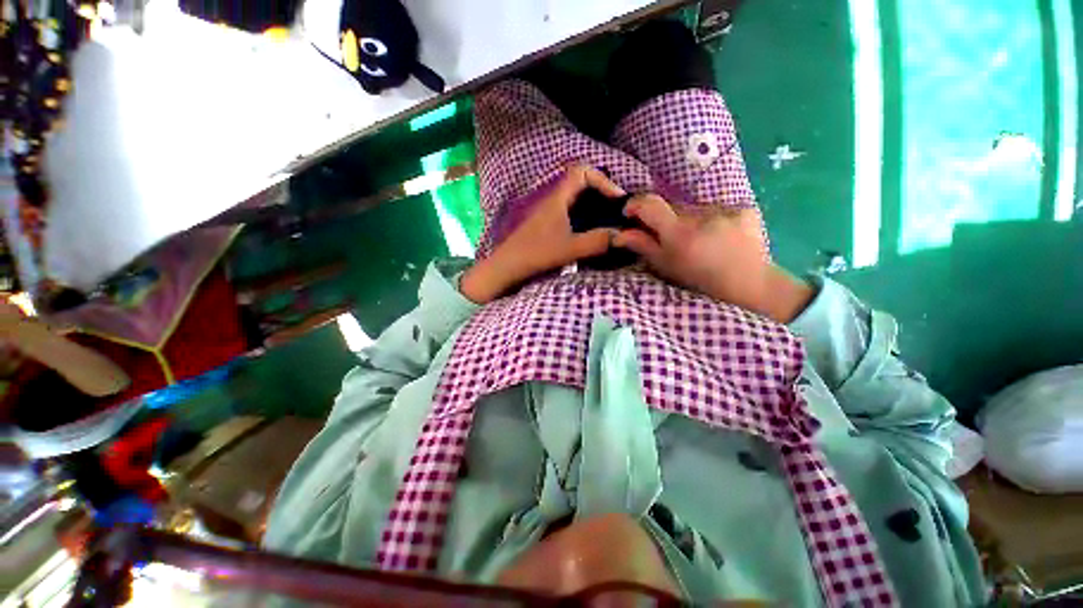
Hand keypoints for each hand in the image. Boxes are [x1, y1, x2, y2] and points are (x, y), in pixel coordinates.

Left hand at [461, 165, 624, 303]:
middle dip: (602, 192)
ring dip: (594, 205)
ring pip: (576, 198)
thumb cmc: (536, 253)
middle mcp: (554, 200)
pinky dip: (586, 216)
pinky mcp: (548, 224)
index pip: (582, 171)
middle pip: (581, 183)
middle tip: (618, 209)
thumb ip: (597, 242)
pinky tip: (592, 231)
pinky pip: (572, 211)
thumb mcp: (569, 249)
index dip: (602, 179)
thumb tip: (622, 236)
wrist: (508, 266)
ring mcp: (550, 212)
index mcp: (558, 198)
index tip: (617, 198)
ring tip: (610, 220)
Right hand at [613, 194, 813, 322]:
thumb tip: (618, 234)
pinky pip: (715, 208)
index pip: (650, 204)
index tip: (629, 213)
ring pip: (693, 207)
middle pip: (671, 206)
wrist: (749, 285)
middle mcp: (702, 216)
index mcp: (680, 234)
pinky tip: (718, 236)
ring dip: (688, 219)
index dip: (635, 204)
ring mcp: (725, 209)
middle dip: (664, 219)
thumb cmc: (700, 282)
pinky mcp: (743, 208)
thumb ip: (643, 246)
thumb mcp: (666, 267)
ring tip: (698, 240)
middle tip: (669, 238)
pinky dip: (710, 219)